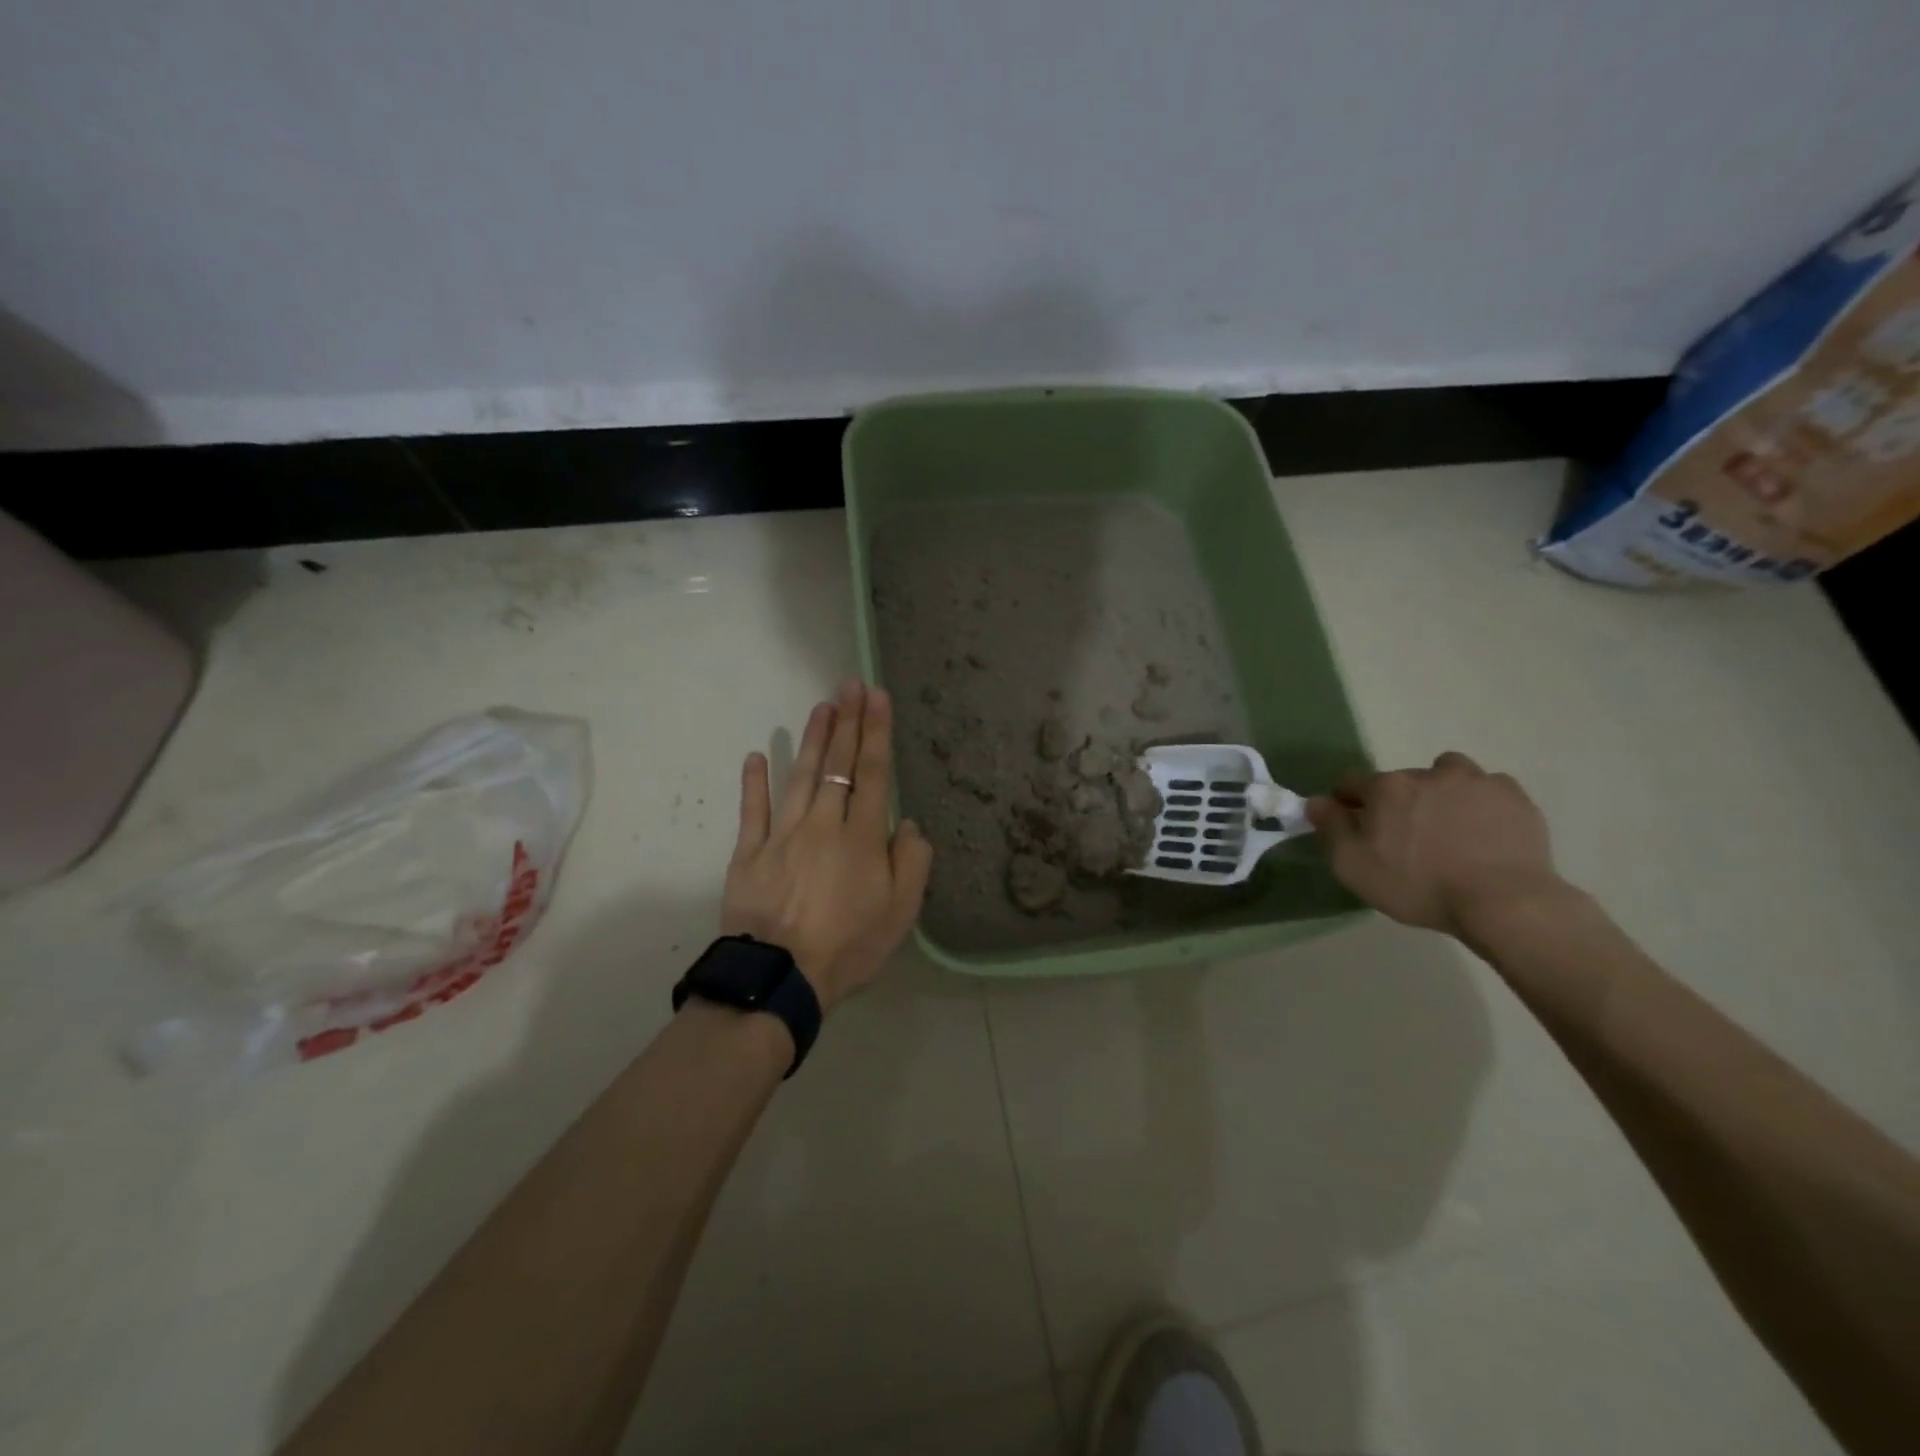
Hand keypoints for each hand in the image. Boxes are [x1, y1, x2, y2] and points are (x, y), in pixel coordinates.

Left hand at [722, 681, 933, 1010]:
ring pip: (801, 777)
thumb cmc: (849, 946)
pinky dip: (754, 782)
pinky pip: (753, 811)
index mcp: (862, 837)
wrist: (781, 977)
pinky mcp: (750, 853)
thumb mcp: (901, 913)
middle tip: (850, 685)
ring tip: (821, 707)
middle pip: (839, 765)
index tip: (877, 696)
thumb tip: (909, 823)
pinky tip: (757, 755)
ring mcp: (783, 835)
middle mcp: (824, 824)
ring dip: (813, 740)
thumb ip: (912, 862)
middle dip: (848, 722)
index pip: (873, 773)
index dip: (877, 732)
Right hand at [1306, 752, 1567, 937]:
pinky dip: (1480, 802)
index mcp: (1386, 788)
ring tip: (1447, 825)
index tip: (1352, 827)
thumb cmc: (1418, 885)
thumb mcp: (1353, 866)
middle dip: (1396, 801)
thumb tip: (1317, 802)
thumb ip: (1330, 828)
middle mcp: (1428, 774)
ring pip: (1447, 774)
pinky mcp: (1514, 797)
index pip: (1351, 782)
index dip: (1346, 802)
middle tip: (1404, 837)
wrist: (1503, 903)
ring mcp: (1475, 782)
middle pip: (1400, 779)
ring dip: (1441, 790)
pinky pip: (1488, 788)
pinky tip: (1483, 830)